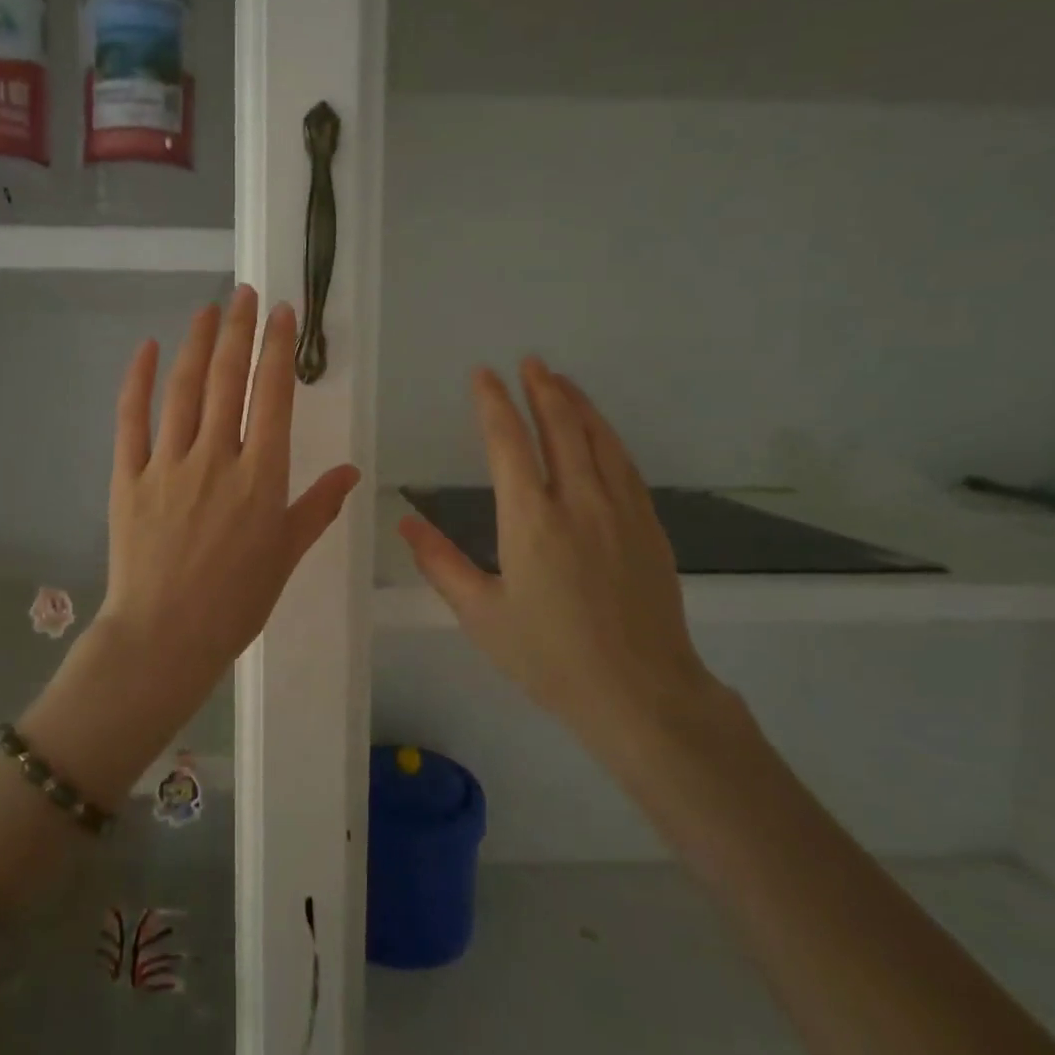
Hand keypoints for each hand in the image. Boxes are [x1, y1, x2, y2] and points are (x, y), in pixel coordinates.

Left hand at [92, 285, 359, 713]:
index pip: (274, 397)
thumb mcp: (286, 556)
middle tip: (245, 293)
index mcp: (261, 477)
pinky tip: (149, 349)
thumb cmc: (235, 603)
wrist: (164, 638)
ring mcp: (168, 464)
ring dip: (197, 344)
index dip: (278, 350)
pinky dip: (139, 381)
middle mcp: (216, 458)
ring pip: (184, 390)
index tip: (282, 314)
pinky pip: (131, 420)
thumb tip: (351, 473)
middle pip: (229, 380)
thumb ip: (317, 509)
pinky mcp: (128, 477)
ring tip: (208, 309)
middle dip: (239, 331)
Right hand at [397, 359, 720, 751]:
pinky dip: (608, 435)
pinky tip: (600, 431)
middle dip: (541, 389)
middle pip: (560, 427)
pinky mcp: (649, 525)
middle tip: (528, 361)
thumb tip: (406, 521)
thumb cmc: (549, 657)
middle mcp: (578, 502)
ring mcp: (621, 510)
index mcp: (530, 520)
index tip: (483, 376)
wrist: (640, 692)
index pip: (508, 443)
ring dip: (578, 403)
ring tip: (561, 379)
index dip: (493, 403)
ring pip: (599, 438)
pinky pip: (625, 464)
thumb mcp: (481, 615)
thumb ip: (440, 563)